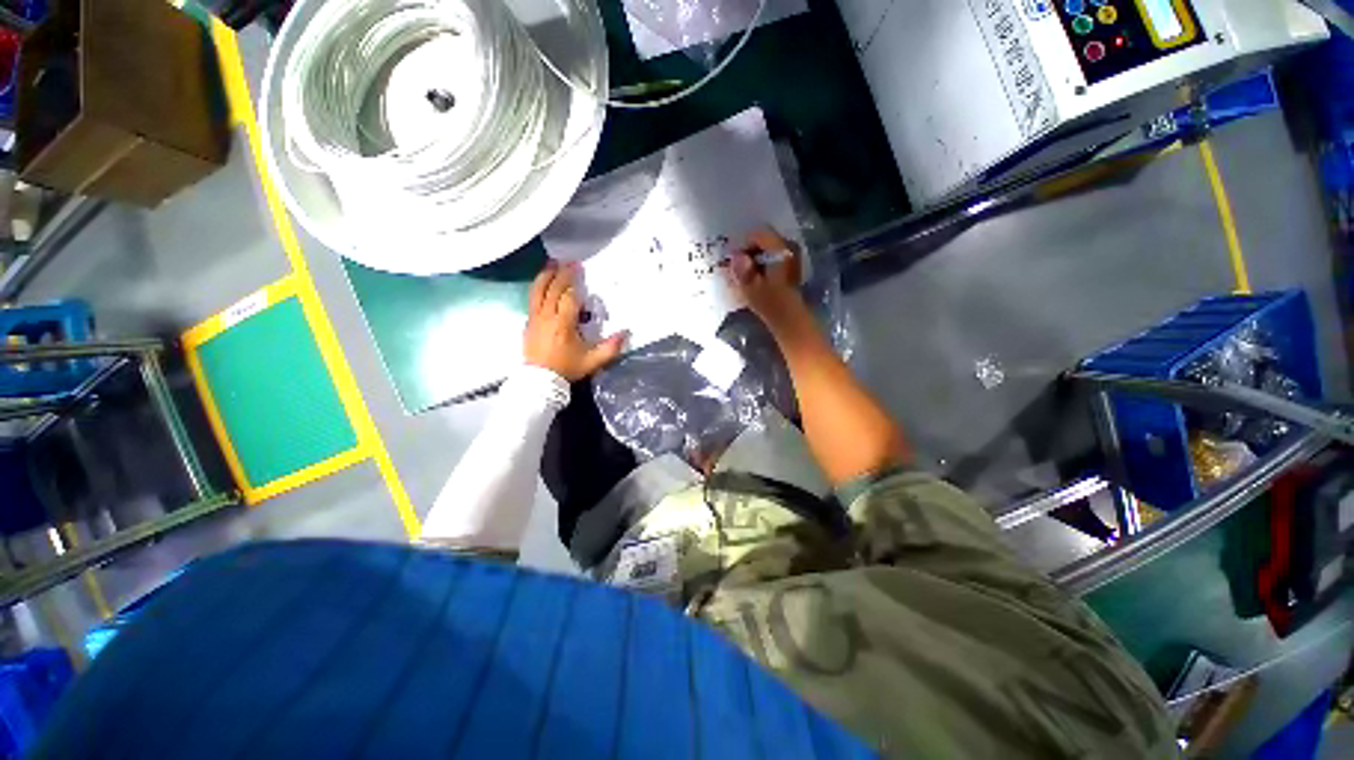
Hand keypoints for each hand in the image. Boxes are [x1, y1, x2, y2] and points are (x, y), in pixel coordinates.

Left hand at [524, 261, 625, 380]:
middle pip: (553, 288)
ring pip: (537, 290)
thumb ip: (610, 348)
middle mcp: (547, 316)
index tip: (580, 268)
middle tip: (570, 262)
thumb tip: (626, 333)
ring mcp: (535, 318)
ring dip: (545, 275)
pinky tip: (542, 283)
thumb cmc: (567, 369)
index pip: (568, 296)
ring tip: (552, 263)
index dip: (574, 281)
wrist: (539, 381)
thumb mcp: (592, 361)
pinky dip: (538, 287)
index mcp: (563, 323)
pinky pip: (532, 299)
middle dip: (562, 273)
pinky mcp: (528, 323)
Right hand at [727, 228, 806, 328]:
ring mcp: (791, 259)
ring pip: (766, 252)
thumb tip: (736, 257)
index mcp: (782, 249)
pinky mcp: (790, 270)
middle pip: (762, 242)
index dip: (743, 245)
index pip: (758, 235)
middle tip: (734, 269)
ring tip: (741, 277)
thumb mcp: (753, 289)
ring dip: (752, 262)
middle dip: (747, 253)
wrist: (792, 321)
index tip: (733, 262)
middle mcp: (790, 249)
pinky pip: (771, 260)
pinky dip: (759, 267)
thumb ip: (743, 270)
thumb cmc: (772, 304)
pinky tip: (752, 280)